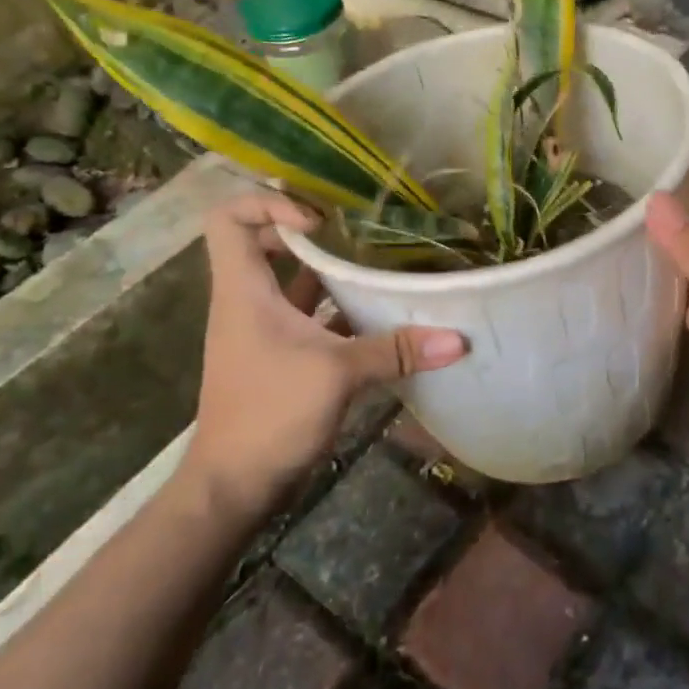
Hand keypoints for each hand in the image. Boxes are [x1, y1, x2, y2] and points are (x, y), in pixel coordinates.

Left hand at [179, 193, 467, 532]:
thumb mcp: (337, 374)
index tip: (320, 220)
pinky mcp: (280, 356)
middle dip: (311, 234)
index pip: (230, 220)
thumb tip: (457, 339)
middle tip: (359, 233)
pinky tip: (378, 316)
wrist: (234, 485)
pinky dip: (339, 310)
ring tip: (379, 265)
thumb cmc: (269, 413)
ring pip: (292, 283)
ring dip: (331, 273)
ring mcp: (263, 331)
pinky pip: (310, 317)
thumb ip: (396, 351)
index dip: (269, 204)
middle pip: (266, 244)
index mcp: (244, 291)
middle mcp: (248, 302)